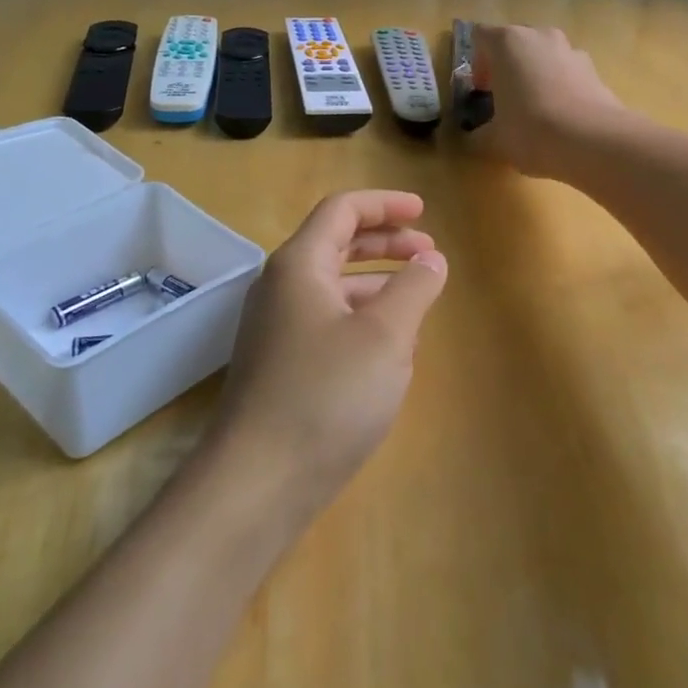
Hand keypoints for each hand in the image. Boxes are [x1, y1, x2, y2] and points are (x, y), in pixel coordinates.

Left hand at [211, 191, 448, 518]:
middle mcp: (282, 287)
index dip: (385, 204)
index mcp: (300, 265)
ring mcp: (276, 328)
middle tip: (429, 253)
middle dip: (386, 243)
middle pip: (337, 244)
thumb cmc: (326, 396)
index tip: (425, 212)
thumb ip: (413, 289)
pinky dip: (362, 319)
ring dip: (377, 284)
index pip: (342, 210)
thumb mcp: (385, 337)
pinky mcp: (280, 365)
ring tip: (419, 300)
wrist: (257, 483)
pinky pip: (327, 323)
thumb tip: (431, 260)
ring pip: (334, 288)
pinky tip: (391, 348)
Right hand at [470, 24, 629, 178]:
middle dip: (507, 67)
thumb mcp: (493, 139)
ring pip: (544, 56)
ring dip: (535, 75)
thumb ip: (478, 134)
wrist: (593, 142)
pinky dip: (561, 87)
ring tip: (535, 110)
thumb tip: (476, 138)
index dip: (477, 62)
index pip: (480, 36)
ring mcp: (571, 50)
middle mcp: (540, 36)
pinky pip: (568, 72)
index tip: (482, 90)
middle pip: (515, 43)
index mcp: (507, 42)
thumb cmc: (530, 130)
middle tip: (504, 99)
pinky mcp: (595, 70)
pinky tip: (561, 118)